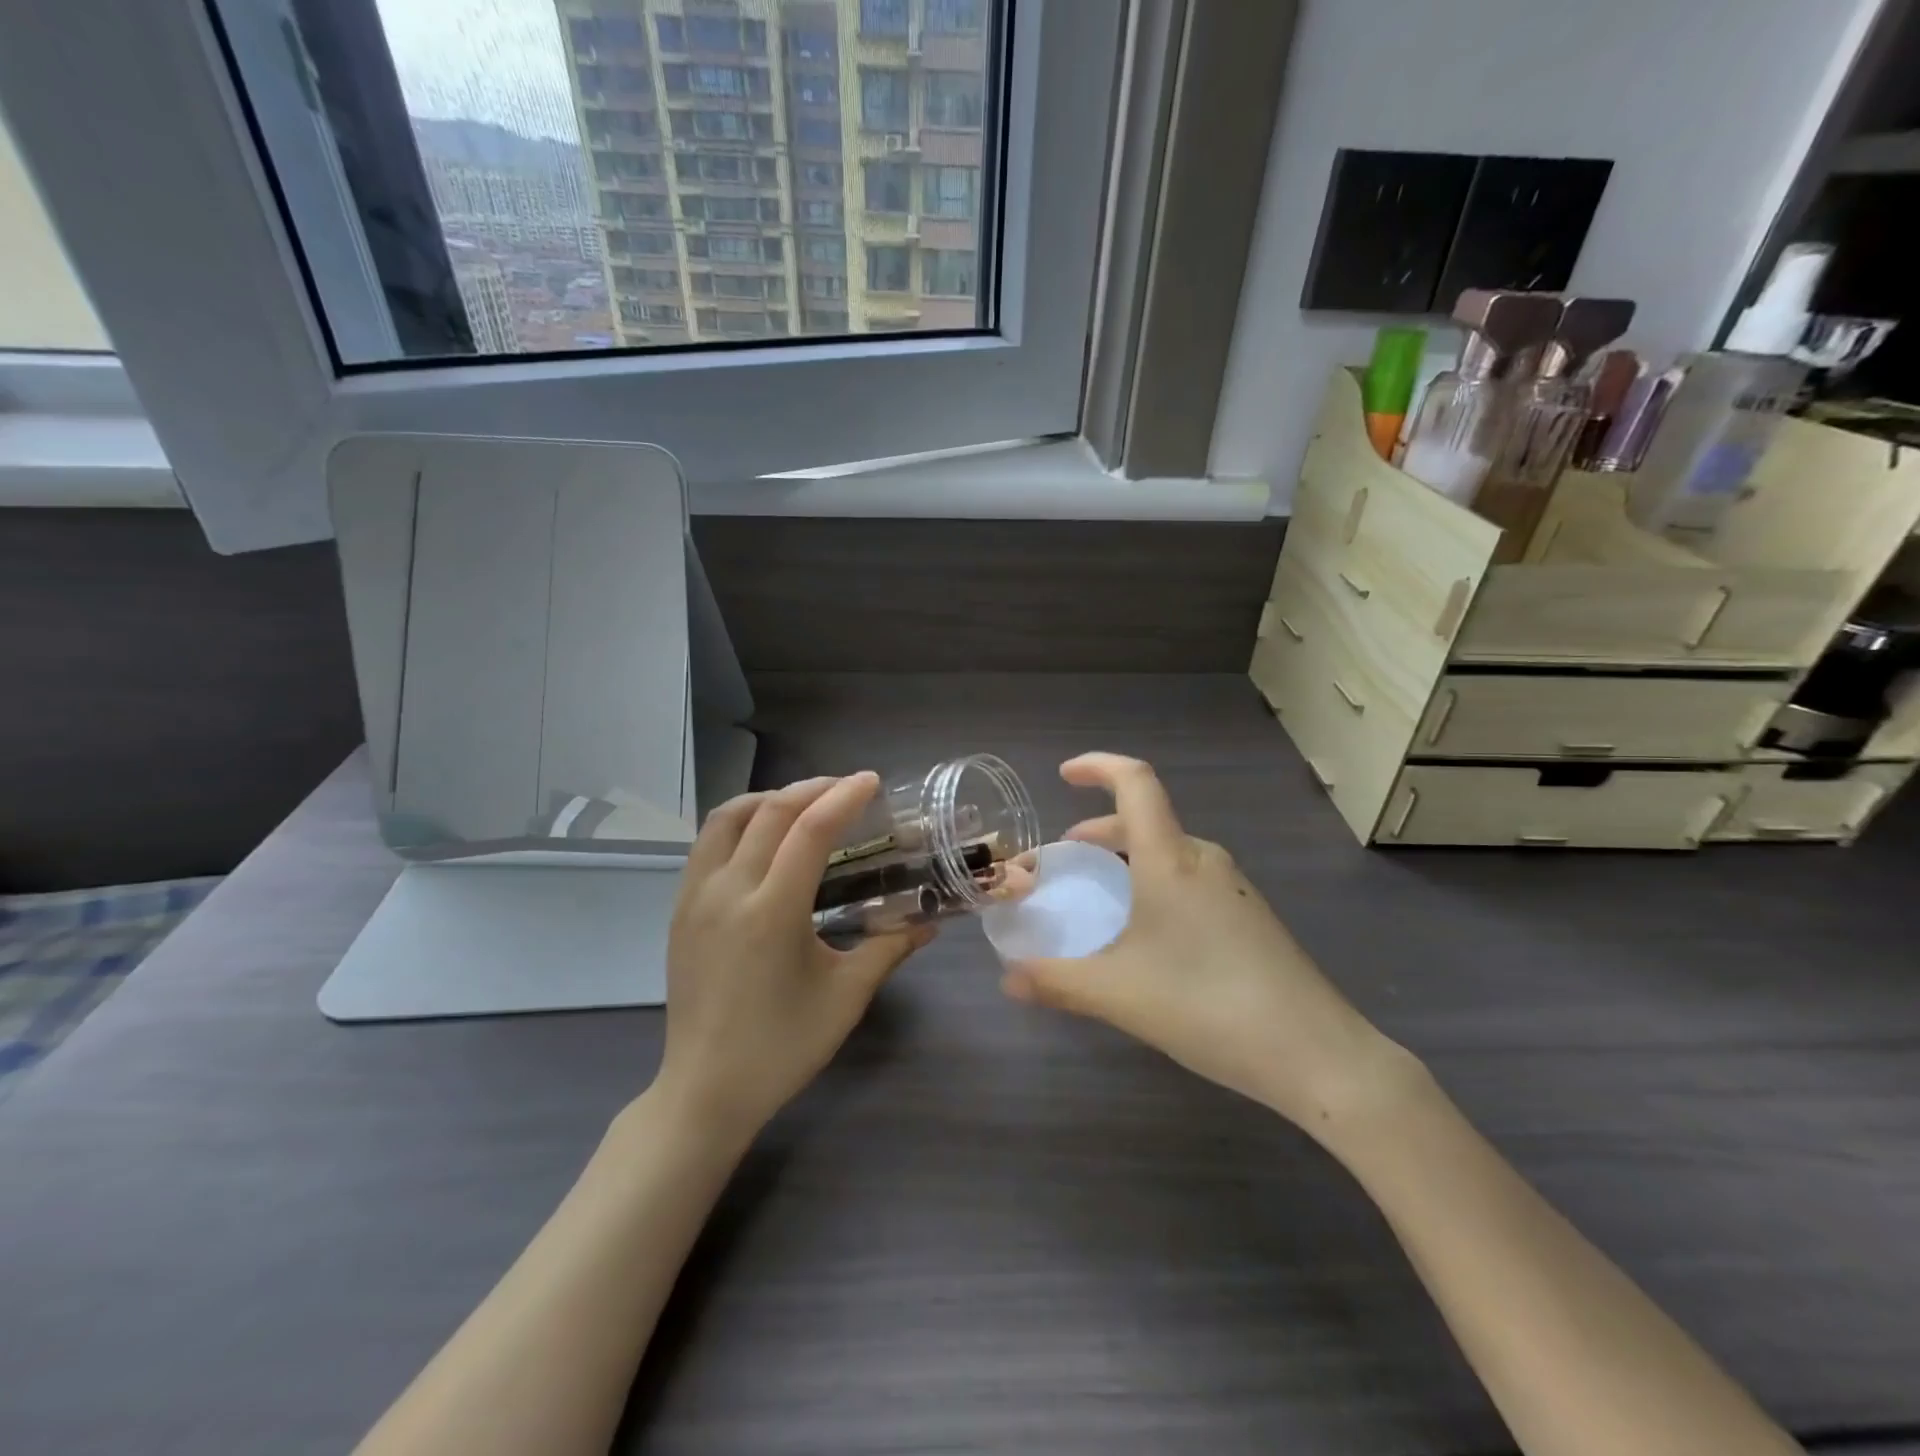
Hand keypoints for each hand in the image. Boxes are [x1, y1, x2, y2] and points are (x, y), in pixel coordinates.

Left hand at [656, 773, 930, 1142]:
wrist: (705, 1090)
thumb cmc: (783, 1047)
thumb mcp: (846, 997)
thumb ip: (889, 948)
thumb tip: (931, 922)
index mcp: (772, 912)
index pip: (810, 830)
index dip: (843, 797)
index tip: (870, 781)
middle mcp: (728, 892)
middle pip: (769, 811)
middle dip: (812, 789)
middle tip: (846, 788)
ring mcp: (695, 897)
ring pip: (727, 817)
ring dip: (769, 798)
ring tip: (804, 803)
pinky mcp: (680, 908)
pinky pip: (707, 843)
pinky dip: (739, 821)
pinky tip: (763, 838)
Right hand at [1000, 754, 1414, 1132]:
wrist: (1316, 1054)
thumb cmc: (1208, 1006)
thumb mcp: (1119, 995)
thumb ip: (1056, 982)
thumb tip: (1008, 978)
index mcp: (1171, 859)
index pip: (1135, 782)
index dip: (1097, 766)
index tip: (1064, 776)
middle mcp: (1204, 860)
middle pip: (1145, 821)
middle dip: (1098, 833)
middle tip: (1064, 865)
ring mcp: (1233, 887)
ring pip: (1168, 853)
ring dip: (1126, 862)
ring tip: (1099, 901)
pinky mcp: (1250, 916)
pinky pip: (1189, 880)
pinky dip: (1153, 885)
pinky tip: (1146, 937)